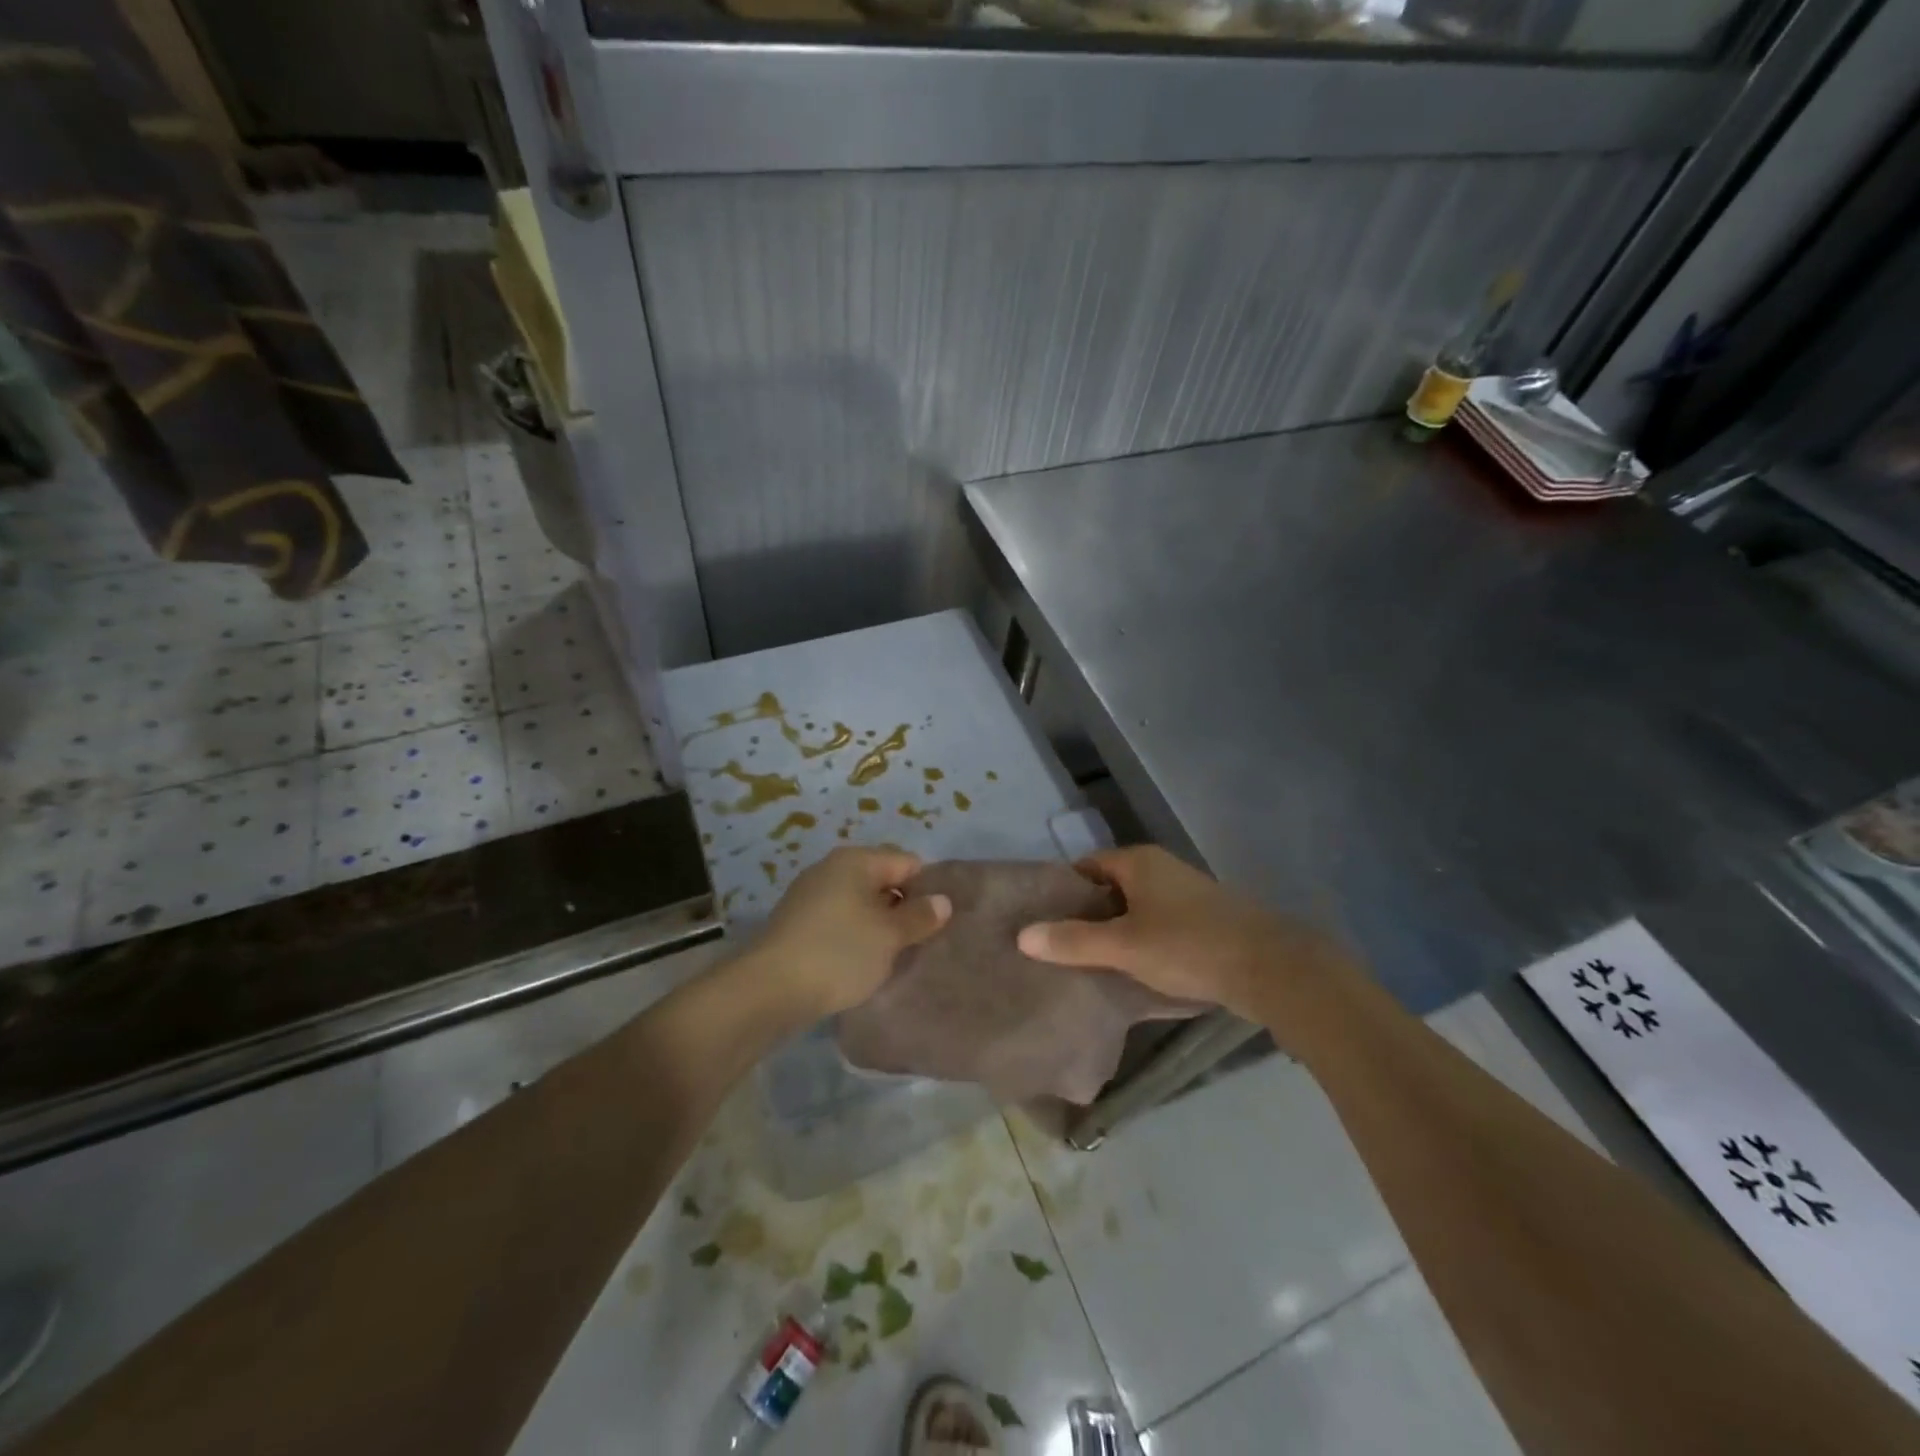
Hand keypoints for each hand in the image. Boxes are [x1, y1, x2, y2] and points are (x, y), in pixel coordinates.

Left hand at [756, 847, 951, 1017]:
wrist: (769, 990)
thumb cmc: (839, 952)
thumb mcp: (889, 936)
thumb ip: (920, 916)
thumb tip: (942, 900)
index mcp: (856, 860)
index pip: (907, 863)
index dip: (927, 889)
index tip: (939, 921)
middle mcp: (831, 869)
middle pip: (882, 881)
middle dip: (903, 909)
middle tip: (921, 942)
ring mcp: (810, 896)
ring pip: (859, 905)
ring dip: (878, 927)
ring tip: (895, 957)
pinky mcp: (797, 925)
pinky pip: (839, 923)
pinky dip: (854, 938)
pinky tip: (861, 964)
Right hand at [1016, 846, 1348, 1021]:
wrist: (1271, 968)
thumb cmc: (1188, 947)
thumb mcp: (1123, 947)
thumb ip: (1073, 941)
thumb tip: (1022, 935)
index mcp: (1138, 861)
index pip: (1086, 866)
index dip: (1063, 892)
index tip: (1042, 920)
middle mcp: (1161, 868)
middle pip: (1110, 886)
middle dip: (1087, 914)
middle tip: (1059, 945)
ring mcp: (1186, 893)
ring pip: (1136, 907)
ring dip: (1116, 930)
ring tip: (1090, 961)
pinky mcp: (1205, 919)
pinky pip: (1159, 923)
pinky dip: (1142, 940)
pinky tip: (1134, 969)